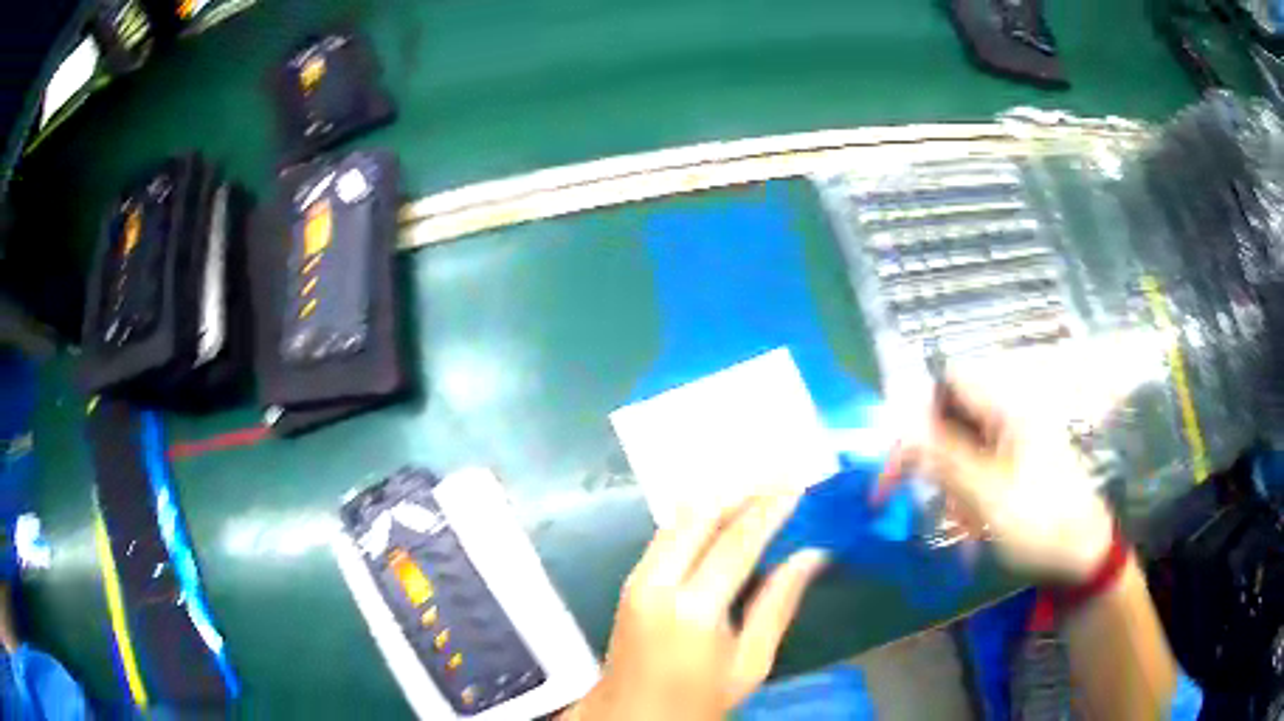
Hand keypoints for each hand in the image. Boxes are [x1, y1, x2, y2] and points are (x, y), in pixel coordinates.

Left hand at [564, 491, 826, 720]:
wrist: (632, 716)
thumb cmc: (698, 700)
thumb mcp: (750, 663)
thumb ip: (778, 604)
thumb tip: (812, 555)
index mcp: (693, 611)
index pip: (736, 542)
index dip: (769, 508)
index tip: (796, 482)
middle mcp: (657, 583)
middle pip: (698, 515)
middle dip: (741, 492)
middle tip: (779, 478)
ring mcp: (636, 579)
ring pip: (677, 519)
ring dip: (717, 501)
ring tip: (757, 492)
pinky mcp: (629, 582)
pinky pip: (665, 535)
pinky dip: (696, 518)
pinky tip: (722, 518)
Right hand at [878, 381, 1113, 583]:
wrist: (1082, 554)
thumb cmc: (1040, 522)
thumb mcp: (988, 495)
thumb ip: (945, 459)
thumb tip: (903, 431)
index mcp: (1008, 409)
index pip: (948, 386)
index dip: (917, 414)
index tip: (898, 459)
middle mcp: (1011, 414)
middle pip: (953, 418)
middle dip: (936, 460)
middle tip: (930, 500)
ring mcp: (1016, 439)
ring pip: (963, 447)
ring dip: (952, 484)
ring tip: (964, 521)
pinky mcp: (1018, 463)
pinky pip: (978, 468)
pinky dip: (968, 494)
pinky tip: (976, 524)